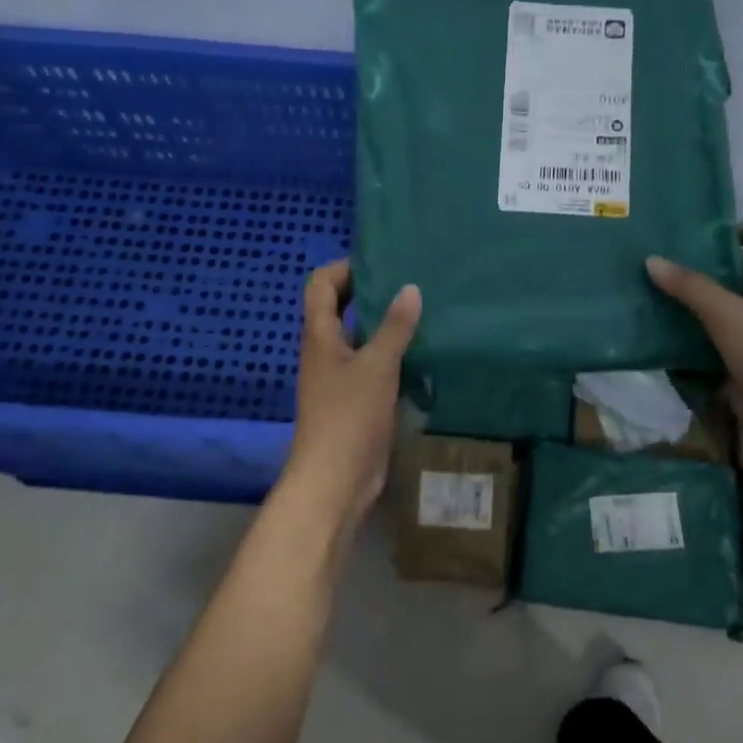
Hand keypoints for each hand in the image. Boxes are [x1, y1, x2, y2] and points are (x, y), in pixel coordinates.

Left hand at [280, 261, 421, 524]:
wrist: (334, 481)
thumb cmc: (349, 416)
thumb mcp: (376, 366)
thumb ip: (395, 327)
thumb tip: (410, 287)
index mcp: (320, 335)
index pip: (321, 285)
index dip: (343, 268)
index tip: (379, 261)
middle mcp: (325, 351)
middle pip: (340, 308)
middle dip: (369, 291)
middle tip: (407, 280)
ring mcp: (339, 377)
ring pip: (359, 338)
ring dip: (383, 324)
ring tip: (421, 310)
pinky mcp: (355, 400)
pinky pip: (372, 365)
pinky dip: (392, 354)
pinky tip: (422, 352)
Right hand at [645, 223, 742, 412]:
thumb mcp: (729, 315)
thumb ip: (691, 287)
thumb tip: (651, 259)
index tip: (709, 230)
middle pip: (740, 279)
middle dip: (706, 268)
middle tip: (664, 259)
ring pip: (721, 316)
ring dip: (691, 307)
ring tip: (650, 292)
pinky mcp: (740, 373)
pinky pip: (710, 350)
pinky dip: (687, 344)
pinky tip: (657, 338)